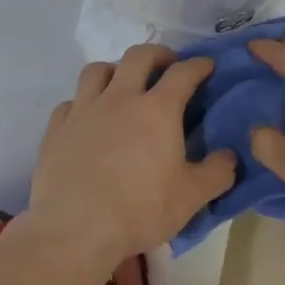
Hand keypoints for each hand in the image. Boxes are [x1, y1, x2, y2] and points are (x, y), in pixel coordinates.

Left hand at [29, 45, 236, 265]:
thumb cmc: (140, 210)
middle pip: (138, 57)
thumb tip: (229, 157)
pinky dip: (83, 102)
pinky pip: (70, 102)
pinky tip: (88, 119)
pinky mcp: (56, 129)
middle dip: (158, 54)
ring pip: (97, 71)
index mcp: (157, 110)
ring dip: (115, 70)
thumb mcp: (191, 197)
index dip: (198, 65)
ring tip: (123, 84)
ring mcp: (83, 111)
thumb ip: (217, 173)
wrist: (75, 229)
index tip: (207, 66)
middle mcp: (119, 99)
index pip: (183, 73)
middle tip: (167, 66)